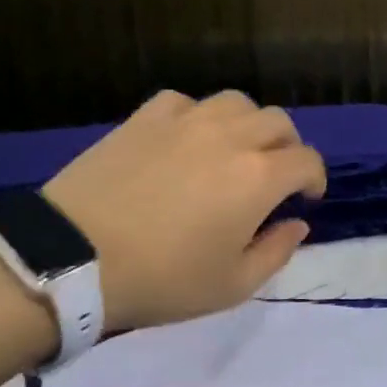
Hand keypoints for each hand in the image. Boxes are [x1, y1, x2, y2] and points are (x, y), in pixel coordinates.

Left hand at [42, 90, 325, 330]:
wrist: (72, 259)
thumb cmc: (162, 279)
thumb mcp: (232, 285)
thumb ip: (277, 252)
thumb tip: (297, 224)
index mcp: (259, 178)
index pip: (307, 160)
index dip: (315, 179)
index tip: (306, 198)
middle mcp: (231, 137)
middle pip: (279, 122)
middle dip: (288, 147)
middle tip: (275, 175)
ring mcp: (186, 121)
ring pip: (237, 102)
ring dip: (248, 124)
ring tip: (235, 150)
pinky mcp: (145, 118)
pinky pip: (186, 101)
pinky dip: (198, 117)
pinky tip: (186, 139)